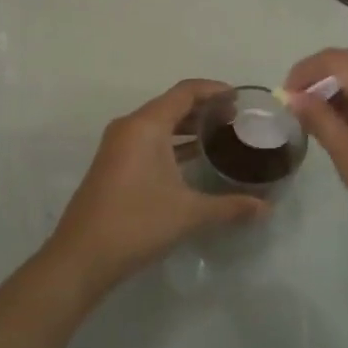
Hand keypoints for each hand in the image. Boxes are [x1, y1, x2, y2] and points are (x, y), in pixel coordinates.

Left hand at [45, 79, 266, 295]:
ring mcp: (118, 146)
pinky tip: (194, 160)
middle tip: (237, 120)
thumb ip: (230, 207)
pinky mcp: (113, 164)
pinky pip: (148, 140)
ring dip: (188, 126)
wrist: (81, 257)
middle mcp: (130, 127)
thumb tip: (266, 209)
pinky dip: (172, 142)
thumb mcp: (189, 213)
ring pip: (159, 123)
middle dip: (204, 109)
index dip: (214, 90)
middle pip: (172, 104)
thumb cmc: (137, 223)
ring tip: (221, 136)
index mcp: (146, 125)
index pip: (185, 92)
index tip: (241, 99)